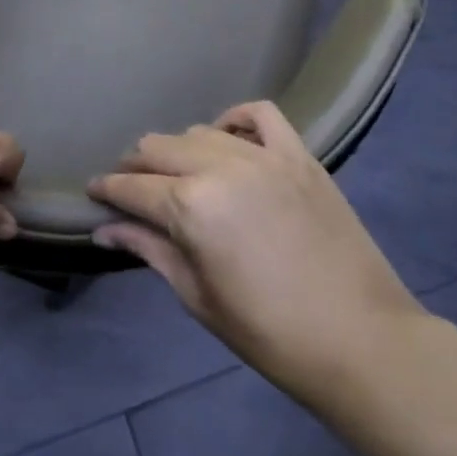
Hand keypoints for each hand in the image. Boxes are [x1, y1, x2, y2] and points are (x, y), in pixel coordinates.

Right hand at [89, 102, 421, 394]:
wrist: (363, 341)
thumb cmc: (270, 333)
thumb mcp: (198, 297)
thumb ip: (149, 250)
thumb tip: (104, 229)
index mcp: (190, 206)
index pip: (132, 187)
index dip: (106, 190)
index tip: (93, 191)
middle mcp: (220, 167)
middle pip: (158, 148)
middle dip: (135, 167)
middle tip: (131, 189)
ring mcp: (263, 155)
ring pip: (199, 131)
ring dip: (178, 150)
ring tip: (178, 173)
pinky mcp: (299, 155)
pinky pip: (259, 114)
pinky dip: (235, 119)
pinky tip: (227, 137)